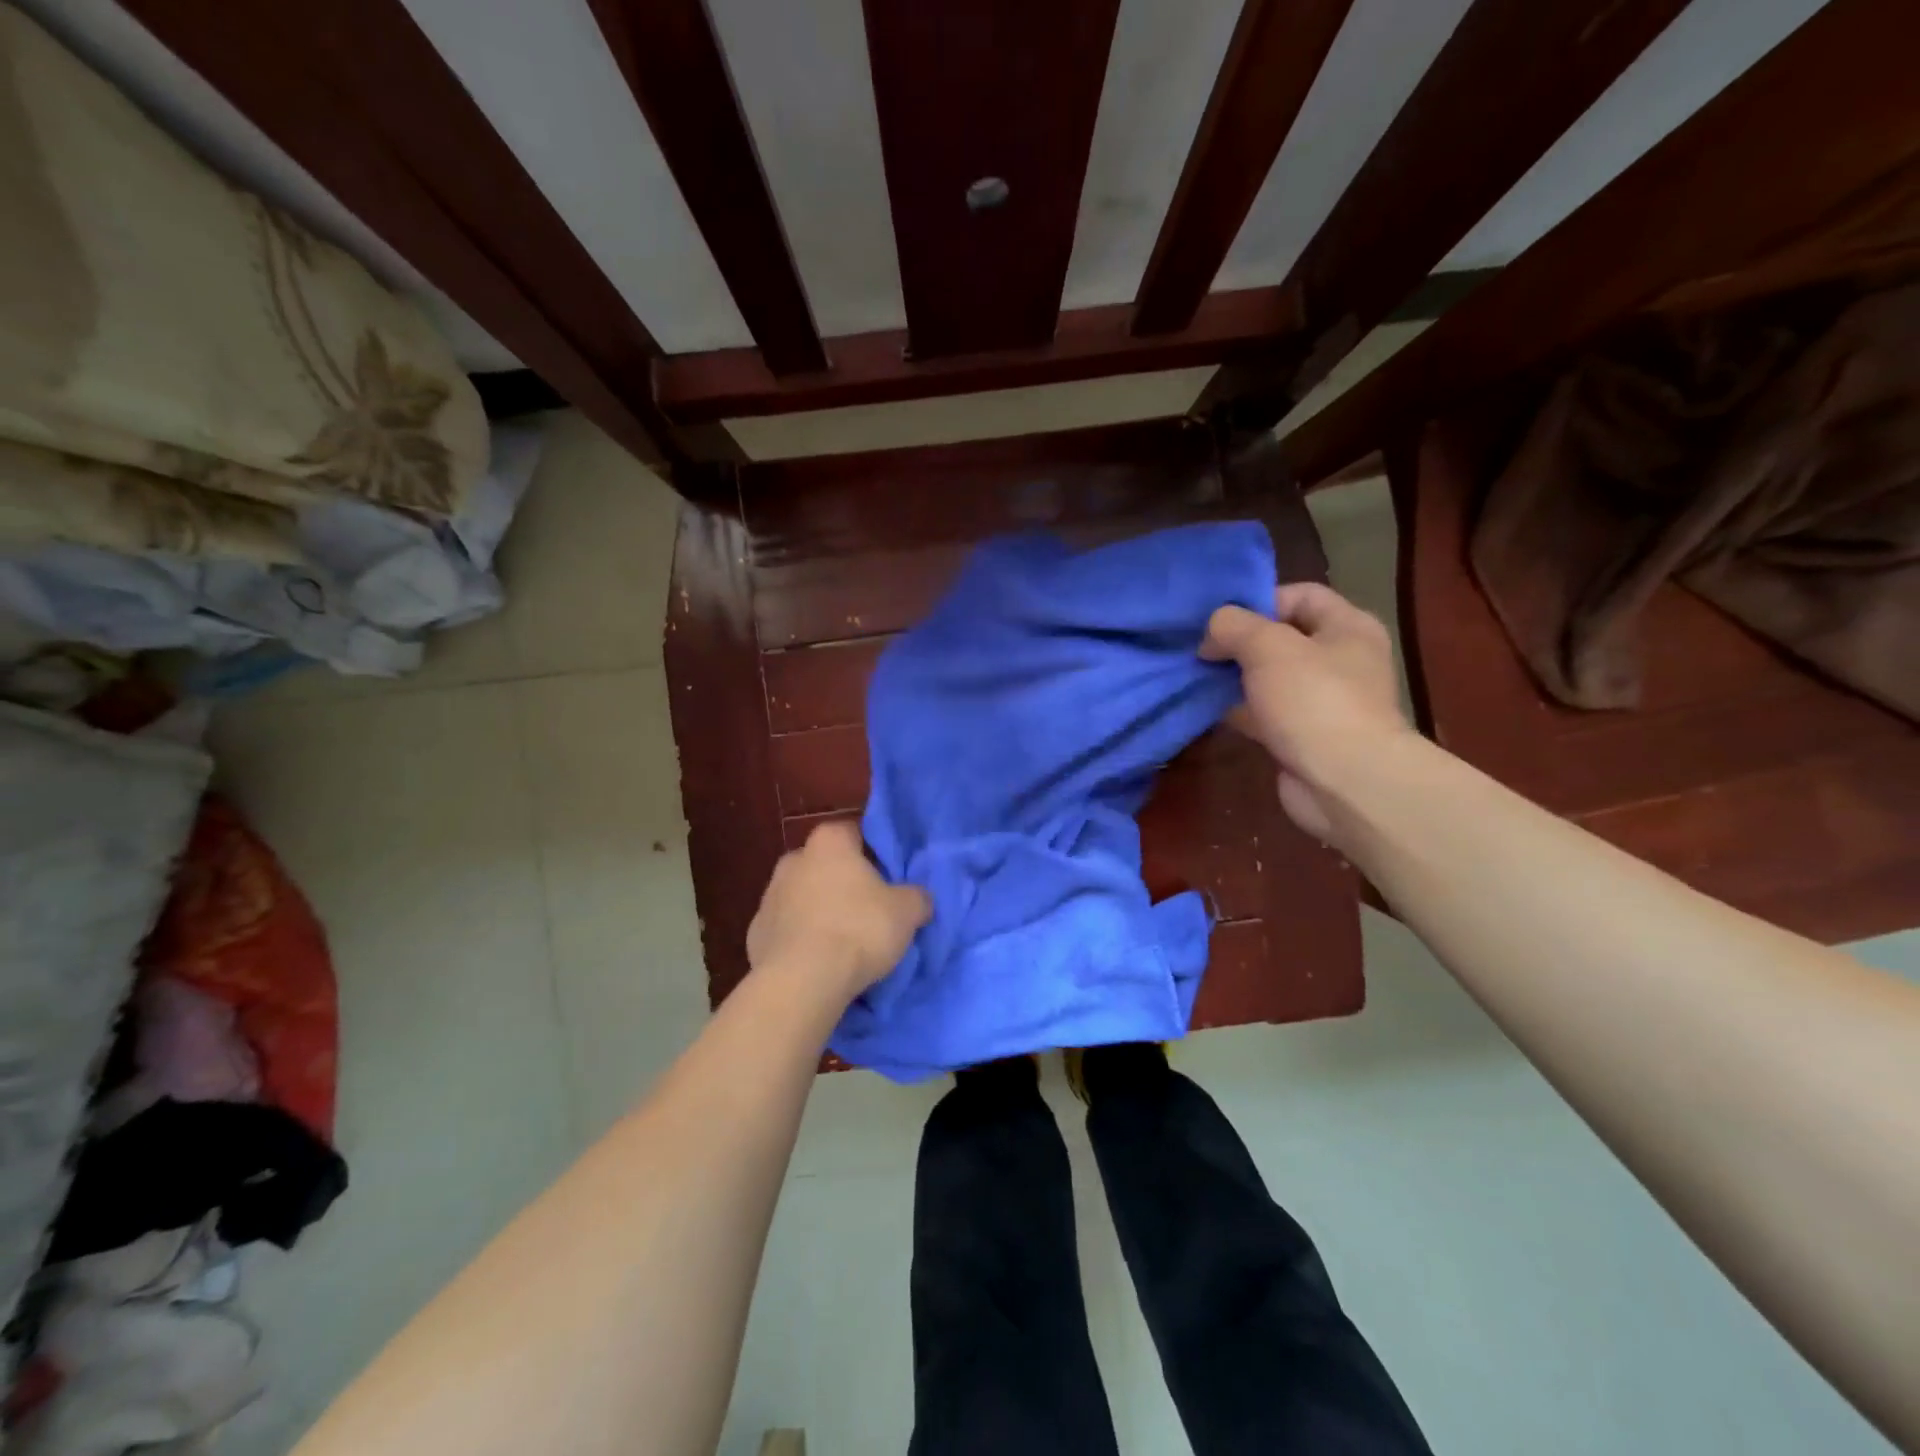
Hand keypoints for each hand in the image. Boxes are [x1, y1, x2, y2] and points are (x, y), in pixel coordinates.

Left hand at [746, 821, 930, 1000]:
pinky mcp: (755, 934)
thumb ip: (917, 897)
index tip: (888, 876)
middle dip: (844, 882)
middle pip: (826, 864)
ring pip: (803, 897)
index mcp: (829, 842)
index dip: (873, 853)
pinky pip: (787, 930)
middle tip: (869, 909)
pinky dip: (801, 940)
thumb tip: (918, 898)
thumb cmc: (858, 931)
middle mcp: (794, 860)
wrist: (801, 982)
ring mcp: (768, 897)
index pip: (854, 832)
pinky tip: (819, 962)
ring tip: (845, 942)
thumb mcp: (907, 911)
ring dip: (820, 911)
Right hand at [1200, 582, 1412, 843]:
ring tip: (1196, 677)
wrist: (1345, 783)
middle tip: (1201, 651)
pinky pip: (1264, 713)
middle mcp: (1340, 660)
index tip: (1220, 623)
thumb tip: (1212, 634)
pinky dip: (1239, 710)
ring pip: (1269, 678)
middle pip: (1282, 637)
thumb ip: (1233, 626)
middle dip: (1239, 642)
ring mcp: (1322, 701)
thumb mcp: (1268, 647)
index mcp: (1347, 627)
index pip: (1301, 595)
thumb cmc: (1314, 701)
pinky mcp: (1303, 736)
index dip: (1259, 601)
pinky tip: (1208, 709)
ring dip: (1235, 678)